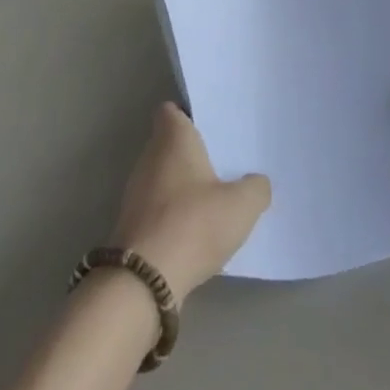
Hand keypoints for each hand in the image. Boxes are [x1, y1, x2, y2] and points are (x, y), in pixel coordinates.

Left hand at [112, 104, 270, 302]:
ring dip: (183, 185)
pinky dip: (174, 212)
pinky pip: (158, 205)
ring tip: (215, 198)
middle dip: (192, 152)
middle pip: (169, 143)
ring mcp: (136, 190)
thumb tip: (257, 182)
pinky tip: (197, 229)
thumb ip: (256, 188)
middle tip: (224, 162)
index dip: (189, 114)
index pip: (171, 110)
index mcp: (172, 139)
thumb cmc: (193, 224)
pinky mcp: (133, 222)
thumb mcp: (241, 205)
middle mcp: (149, 157)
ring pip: (163, 175)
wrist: (145, 279)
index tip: (211, 127)